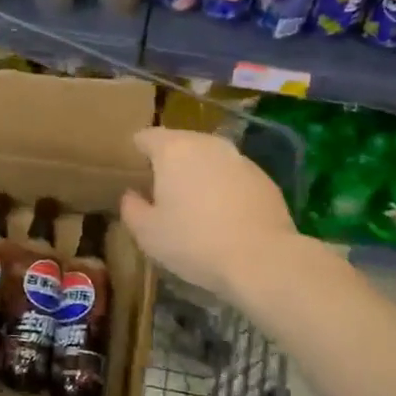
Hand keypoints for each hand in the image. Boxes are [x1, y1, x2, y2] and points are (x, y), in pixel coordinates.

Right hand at [121, 127, 328, 304]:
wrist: (262, 259)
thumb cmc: (194, 242)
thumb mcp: (147, 233)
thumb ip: (131, 208)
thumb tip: (131, 195)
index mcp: (173, 149)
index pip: (146, 137)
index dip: (136, 153)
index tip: (134, 173)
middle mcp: (207, 143)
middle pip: (180, 143)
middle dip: (169, 162)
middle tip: (161, 192)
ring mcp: (239, 158)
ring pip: (209, 158)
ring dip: (199, 173)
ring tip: (194, 204)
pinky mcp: (264, 177)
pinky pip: (233, 175)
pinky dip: (224, 187)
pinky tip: (224, 216)